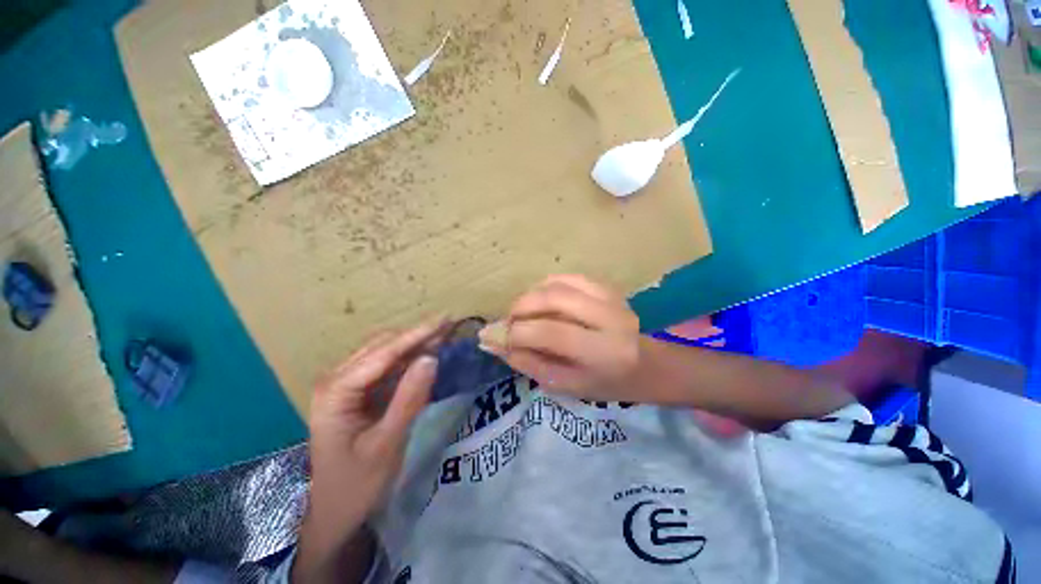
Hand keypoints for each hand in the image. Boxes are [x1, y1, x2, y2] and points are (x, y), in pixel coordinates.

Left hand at [295, 319, 446, 582]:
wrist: (333, 512)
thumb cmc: (356, 484)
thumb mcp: (386, 444)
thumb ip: (409, 399)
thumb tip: (431, 358)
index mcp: (336, 391)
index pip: (384, 353)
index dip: (417, 334)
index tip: (445, 319)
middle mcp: (337, 379)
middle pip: (383, 345)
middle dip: (418, 334)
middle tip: (450, 325)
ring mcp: (346, 384)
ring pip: (386, 352)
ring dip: (416, 343)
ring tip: (445, 334)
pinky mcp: (358, 391)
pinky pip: (387, 367)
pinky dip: (410, 359)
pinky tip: (429, 354)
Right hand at [479, 274, 643, 401]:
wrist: (646, 366)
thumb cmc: (605, 384)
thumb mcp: (564, 385)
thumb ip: (528, 362)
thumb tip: (492, 341)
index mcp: (603, 352)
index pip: (550, 332)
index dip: (516, 332)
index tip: (493, 337)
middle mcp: (610, 318)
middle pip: (554, 298)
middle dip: (520, 307)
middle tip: (508, 322)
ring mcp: (610, 297)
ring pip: (559, 283)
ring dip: (531, 295)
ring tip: (522, 312)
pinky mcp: (607, 287)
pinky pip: (568, 277)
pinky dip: (546, 286)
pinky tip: (541, 301)